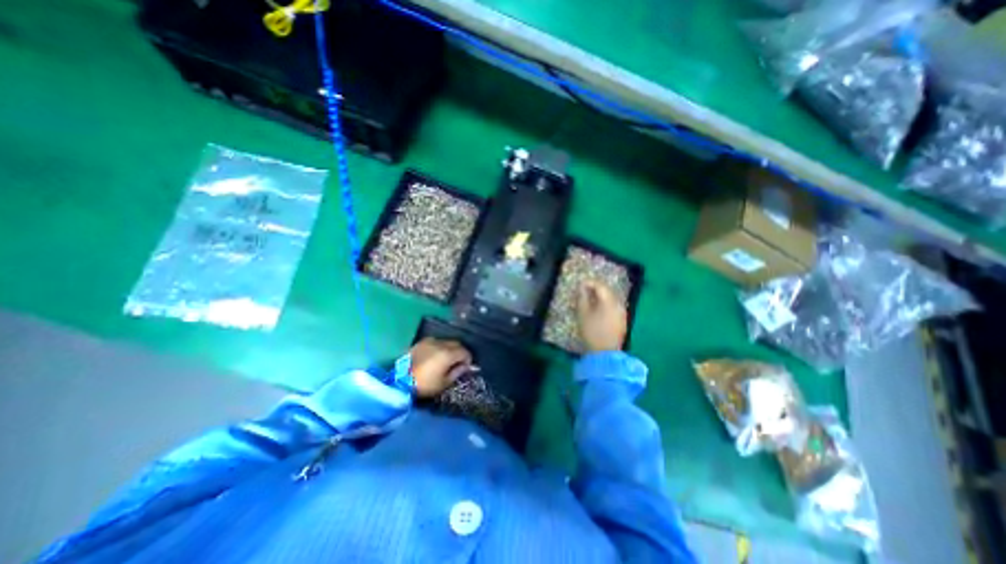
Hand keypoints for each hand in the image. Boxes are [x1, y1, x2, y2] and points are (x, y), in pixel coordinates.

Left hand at [408, 337, 472, 399]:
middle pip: (457, 344)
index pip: (464, 352)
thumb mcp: (444, 383)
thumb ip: (457, 372)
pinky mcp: (421, 342)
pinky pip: (436, 342)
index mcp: (448, 354)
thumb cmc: (425, 384)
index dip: (468, 359)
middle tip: (457, 363)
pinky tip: (435, 356)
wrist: (401, 380)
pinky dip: (440, 347)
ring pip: (447, 341)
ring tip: (446, 359)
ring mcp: (430, 341)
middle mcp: (441, 344)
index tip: (465, 367)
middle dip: (460, 352)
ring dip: (450, 349)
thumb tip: (465, 366)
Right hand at [573, 277, 625, 348]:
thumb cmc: (591, 332)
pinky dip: (606, 303)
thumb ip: (582, 298)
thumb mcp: (583, 314)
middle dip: (596, 288)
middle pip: (608, 290)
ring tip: (590, 298)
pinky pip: (614, 306)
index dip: (590, 283)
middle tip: (585, 289)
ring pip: (612, 298)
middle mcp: (619, 304)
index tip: (580, 284)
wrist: (604, 353)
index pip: (600, 286)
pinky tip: (599, 308)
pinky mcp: (623, 320)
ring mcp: (622, 312)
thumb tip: (581, 288)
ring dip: (602, 296)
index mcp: (609, 301)